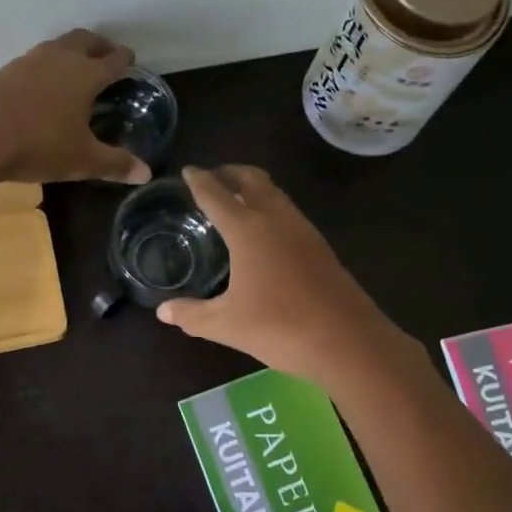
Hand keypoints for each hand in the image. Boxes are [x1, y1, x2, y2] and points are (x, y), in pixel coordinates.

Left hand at [0, 30, 152, 185]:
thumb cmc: (39, 145)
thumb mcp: (82, 160)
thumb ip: (115, 164)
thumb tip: (146, 174)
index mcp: (86, 74)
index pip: (113, 60)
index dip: (125, 59)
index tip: (131, 61)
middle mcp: (60, 58)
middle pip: (85, 40)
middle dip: (100, 45)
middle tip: (108, 55)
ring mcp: (30, 61)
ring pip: (58, 45)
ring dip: (72, 51)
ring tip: (76, 68)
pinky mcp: (6, 71)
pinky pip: (36, 60)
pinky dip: (48, 65)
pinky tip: (44, 85)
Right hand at [157, 166, 409, 384]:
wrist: (348, 341)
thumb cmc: (280, 326)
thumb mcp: (226, 324)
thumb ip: (192, 315)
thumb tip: (163, 311)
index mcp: (247, 229)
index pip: (216, 194)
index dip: (198, 180)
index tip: (187, 170)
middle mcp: (276, 218)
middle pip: (251, 179)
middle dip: (229, 172)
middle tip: (212, 178)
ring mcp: (303, 230)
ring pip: (275, 193)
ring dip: (253, 187)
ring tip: (236, 200)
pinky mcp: (320, 246)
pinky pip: (289, 212)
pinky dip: (270, 207)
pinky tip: (265, 232)